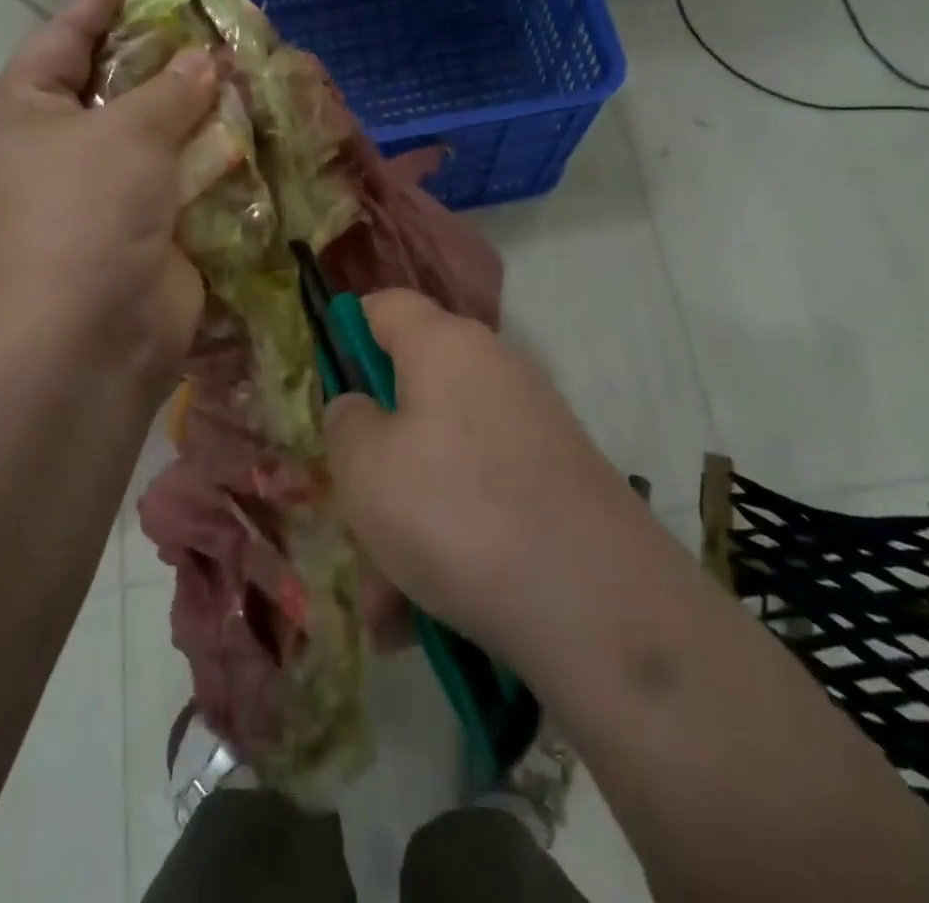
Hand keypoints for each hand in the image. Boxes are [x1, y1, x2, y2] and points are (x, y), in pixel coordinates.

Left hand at [0, 0, 218, 407]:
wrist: (86, 342)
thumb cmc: (80, 218)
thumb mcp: (124, 137)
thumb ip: (169, 91)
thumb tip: (206, 60)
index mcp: (30, 117)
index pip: (61, 43)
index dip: (92, 4)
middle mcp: (65, 153)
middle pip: (118, 90)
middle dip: (161, 57)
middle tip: (205, 19)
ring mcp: (110, 198)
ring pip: (162, 138)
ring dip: (199, 110)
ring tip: (242, 67)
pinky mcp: (154, 234)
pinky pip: (189, 184)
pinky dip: (217, 161)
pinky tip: (253, 132)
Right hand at [325, 290, 645, 672]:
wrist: (598, 605)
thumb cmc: (454, 510)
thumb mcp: (363, 466)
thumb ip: (346, 423)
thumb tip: (363, 410)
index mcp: (445, 345)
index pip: (387, 306)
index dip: (348, 333)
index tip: (329, 388)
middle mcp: (494, 372)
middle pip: (413, 399)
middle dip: (375, 466)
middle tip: (353, 526)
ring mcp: (533, 429)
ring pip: (442, 465)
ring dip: (405, 529)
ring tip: (386, 611)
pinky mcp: (559, 486)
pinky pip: (482, 502)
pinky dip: (451, 547)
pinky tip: (427, 621)